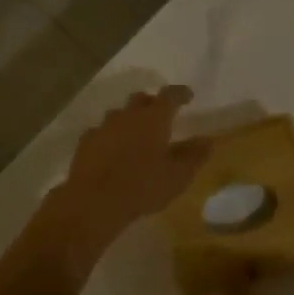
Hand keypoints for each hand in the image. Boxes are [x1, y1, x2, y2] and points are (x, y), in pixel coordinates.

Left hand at [42, 86, 207, 273]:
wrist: (94, 201)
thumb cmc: (143, 186)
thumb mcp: (178, 176)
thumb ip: (194, 156)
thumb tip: (207, 140)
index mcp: (154, 118)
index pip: (170, 96)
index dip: (180, 94)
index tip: (187, 95)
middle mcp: (128, 115)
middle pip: (141, 99)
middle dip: (152, 103)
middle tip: (160, 115)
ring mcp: (103, 126)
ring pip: (119, 114)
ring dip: (129, 120)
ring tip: (135, 135)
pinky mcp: (86, 142)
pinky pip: (101, 131)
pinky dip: (110, 136)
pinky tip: (111, 150)